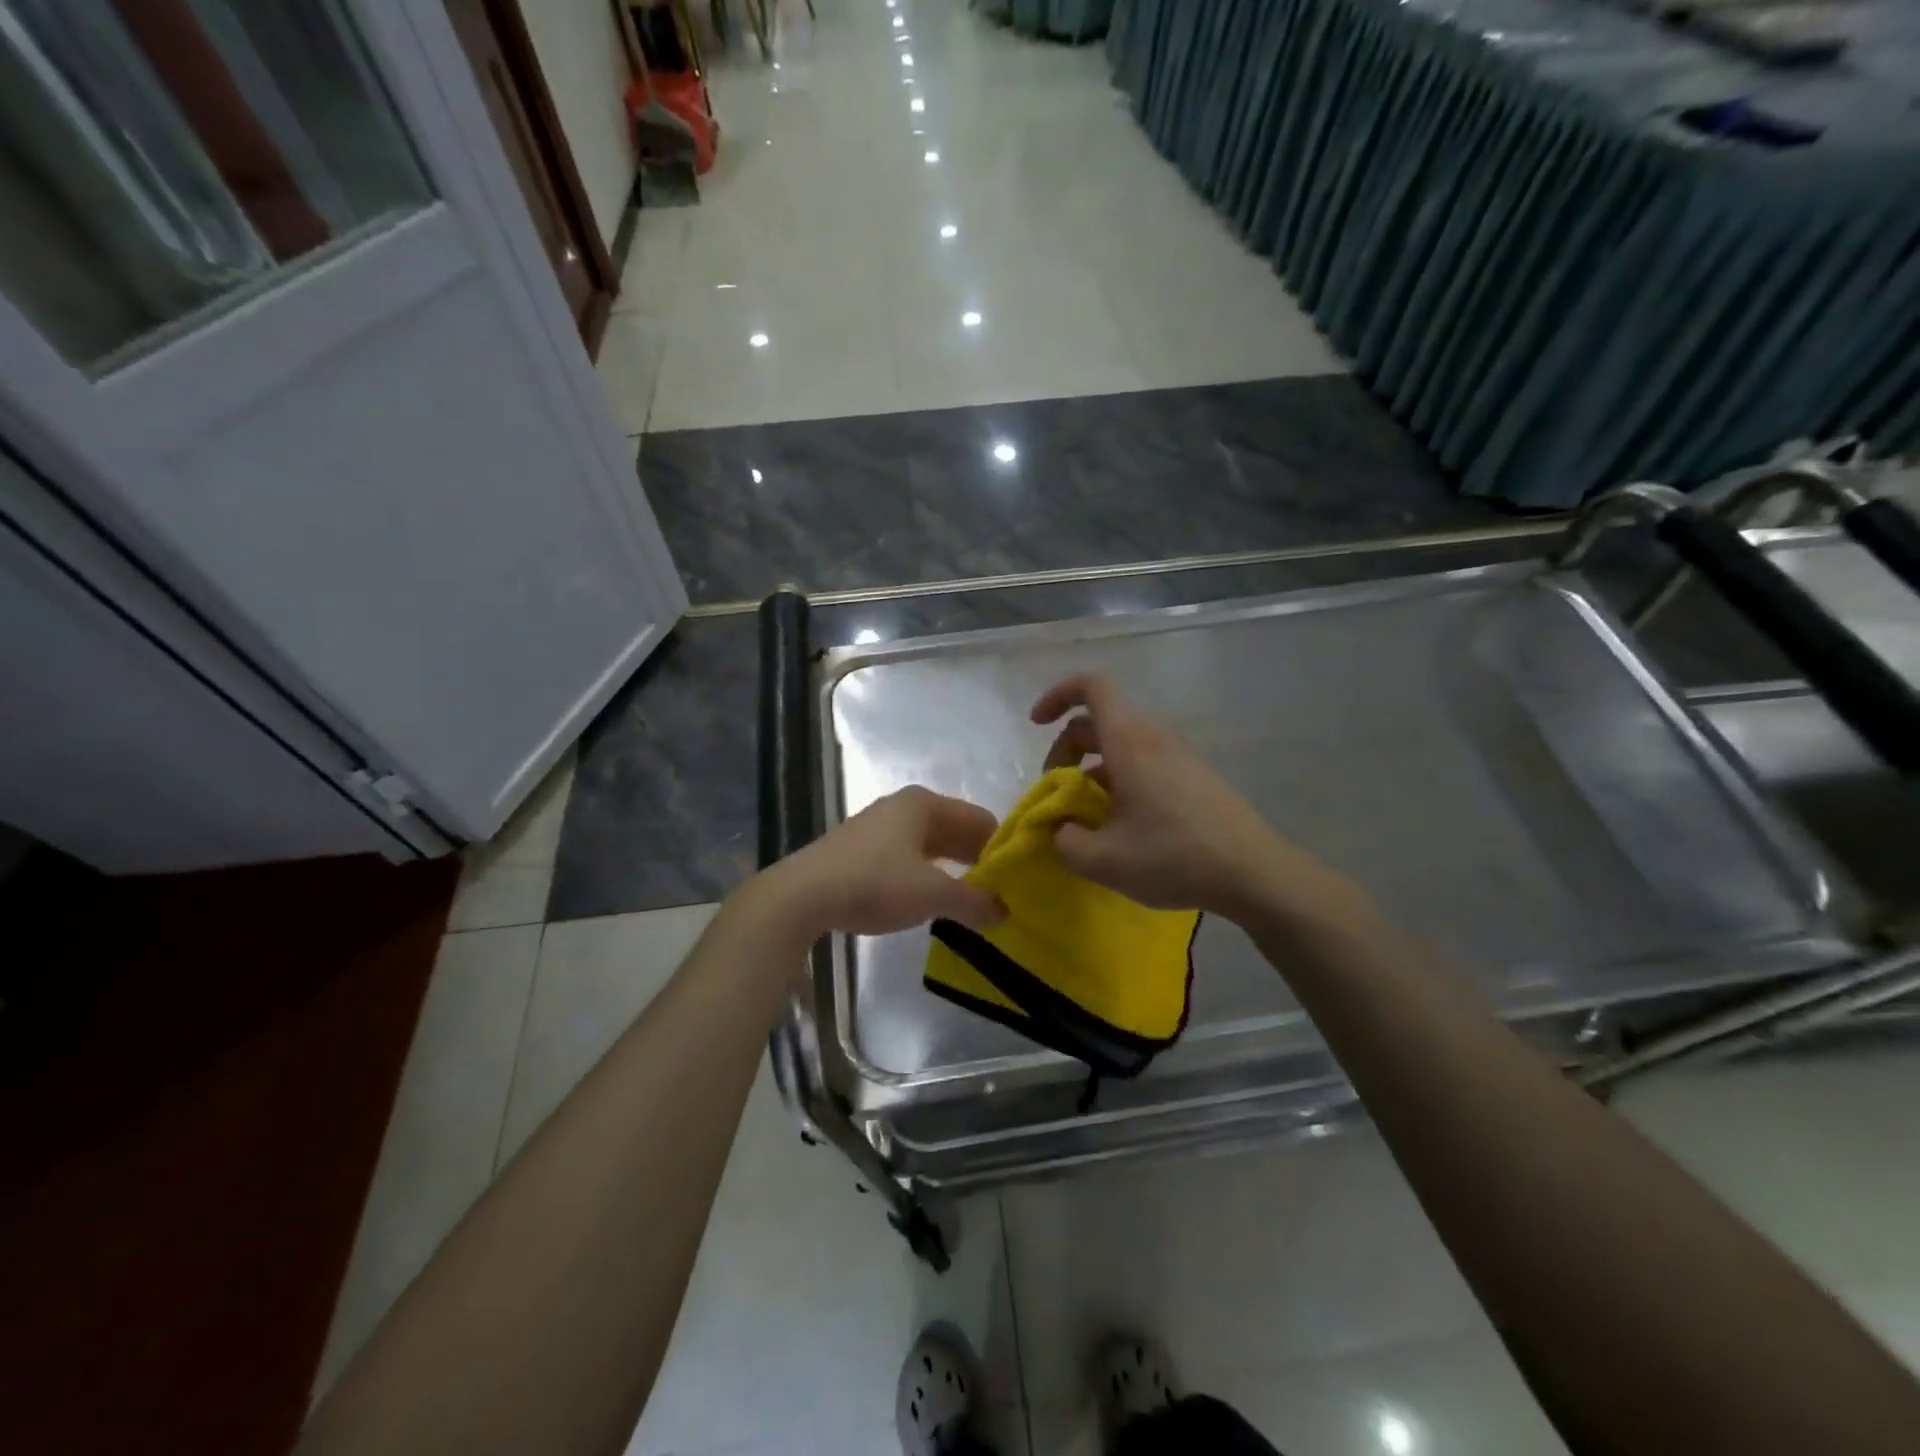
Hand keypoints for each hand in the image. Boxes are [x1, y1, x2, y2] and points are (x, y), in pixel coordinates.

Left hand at [768, 786, 1005, 938]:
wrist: (802, 896)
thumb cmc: (875, 883)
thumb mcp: (932, 894)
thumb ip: (974, 902)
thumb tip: (1005, 911)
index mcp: (924, 804)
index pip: (980, 819)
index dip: (1001, 848)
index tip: (1018, 879)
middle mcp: (903, 807)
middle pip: (955, 830)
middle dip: (978, 859)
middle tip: (1002, 893)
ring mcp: (879, 827)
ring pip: (931, 845)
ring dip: (953, 870)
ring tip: (973, 901)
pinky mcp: (861, 850)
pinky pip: (909, 857)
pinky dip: (927, 875)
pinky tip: (933, 900)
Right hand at [1033, 673, 1356, 922]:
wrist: (1254, 873)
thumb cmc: (1174, 857)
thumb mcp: (1104, 860)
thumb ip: (1064, 841)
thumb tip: (1059, 827)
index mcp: (1129, 743)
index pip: (1092, 687)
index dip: (1058, 695)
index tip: (1036, 723)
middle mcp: (1154, 738)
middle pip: (1099, 721)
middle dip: (1066, 750)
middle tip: (1057, 794)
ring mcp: (1178, 756)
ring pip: (1121, 745)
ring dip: (1091, 770)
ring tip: (1086, 817)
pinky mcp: (1193, 777)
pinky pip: (1143, 762)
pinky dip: (1118, 781)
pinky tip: (1121, 826)